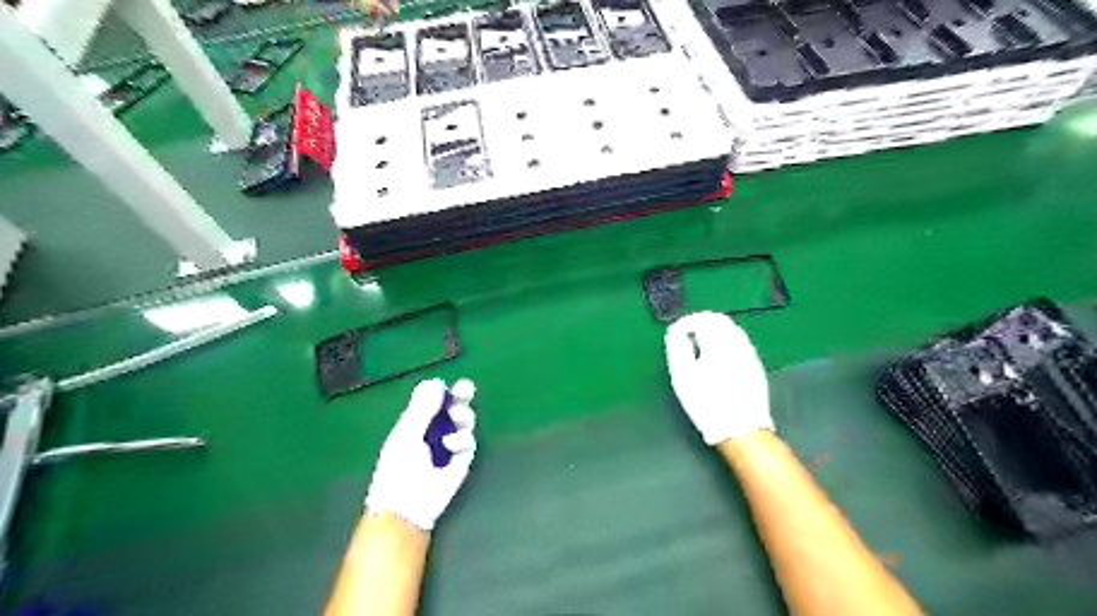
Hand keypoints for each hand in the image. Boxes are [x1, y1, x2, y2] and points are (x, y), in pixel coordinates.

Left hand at [362, 377, 476, 530]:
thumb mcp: (407, 435)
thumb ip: (421, 409)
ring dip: (463, 416)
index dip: (442, 391)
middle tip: (466, 390)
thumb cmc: (398, 470)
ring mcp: (449, 445)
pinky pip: (469, 442)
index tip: (449, 384)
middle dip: (461, 397)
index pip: (433, 400)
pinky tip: (451, 446)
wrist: (408, 507)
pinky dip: (462, 440)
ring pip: (464, 421)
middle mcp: (434, 430)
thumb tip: (435, 382)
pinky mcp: (461, 460)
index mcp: (416, 422)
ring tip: (457, 420)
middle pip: (453, 406)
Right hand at [659, 311, 770, 444]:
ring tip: (701, 344)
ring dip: (715, 329)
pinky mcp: (756, 366)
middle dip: (701, 322)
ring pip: (733, 329)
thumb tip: (676, 332)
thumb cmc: (707, 403)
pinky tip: (719, 355)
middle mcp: (736, 343)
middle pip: (720, 320)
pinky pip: (741, 342)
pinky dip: (727, 340)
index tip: (675, 332)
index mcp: (717, 343)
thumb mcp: (683, 377)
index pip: (701, 319)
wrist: (741, 429)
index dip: (685, 322)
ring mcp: (749, 354)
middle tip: (687, 333)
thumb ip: (678, 349)